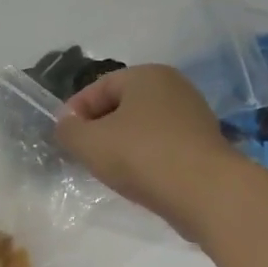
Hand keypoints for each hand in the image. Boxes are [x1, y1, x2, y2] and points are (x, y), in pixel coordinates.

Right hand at [54, 64, 245, 241]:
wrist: (204, 191)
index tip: (63, 136)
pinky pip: (162, 145)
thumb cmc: (140, 156)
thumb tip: (67, 124)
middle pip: (122, 105)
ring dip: (122, 144)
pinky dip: (144, 157)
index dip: (75, 110)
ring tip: (107, 169)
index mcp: (146, 76)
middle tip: (82, 153)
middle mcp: (173, 87)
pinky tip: (136, 178)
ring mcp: (193, 115)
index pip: (99, 86)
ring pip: (142, 126)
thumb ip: (68, 130)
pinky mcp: (203, 144)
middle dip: (99, 127)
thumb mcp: (89, 143)